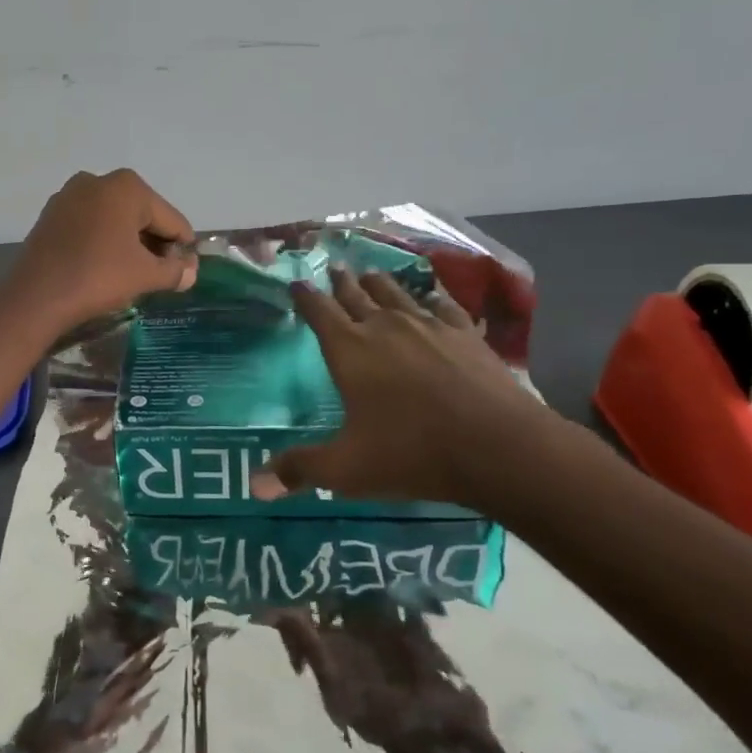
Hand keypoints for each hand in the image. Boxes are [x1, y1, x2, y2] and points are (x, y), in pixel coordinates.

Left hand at [7, 169, 196, 331]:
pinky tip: (103, 267)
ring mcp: (69, 196)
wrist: (36, 297)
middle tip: (158, 276)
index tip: (183, 273)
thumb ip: (175, 271)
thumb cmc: (98, 277)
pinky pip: (89, 225)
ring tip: (131, 274)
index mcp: (127, 187)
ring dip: (128, 243)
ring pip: (114, 219)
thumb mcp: (145, 276)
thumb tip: (190, 272)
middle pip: (142, 214)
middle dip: (154, 243)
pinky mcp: (50, 215)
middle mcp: (98, 181)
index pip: (171, 219)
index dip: (182, 248)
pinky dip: (102, 241)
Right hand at [252, 267, 559, 512]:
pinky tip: (432, 297)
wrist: (498, 446)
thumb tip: (254, 485)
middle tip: (334, 267)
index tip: (297, 282)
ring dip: (379, 283)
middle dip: (341, 282)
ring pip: (396, 294)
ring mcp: (429, 326)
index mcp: (350, 351)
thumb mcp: (346, 469)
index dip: (305, 297)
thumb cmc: (411, 453)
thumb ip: (299, 469)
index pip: (319, 312)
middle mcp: (385, 328)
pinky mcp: (465, 335)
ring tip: (371, 273)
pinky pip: (443, 306)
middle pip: (356, 295)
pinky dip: (431, 297)